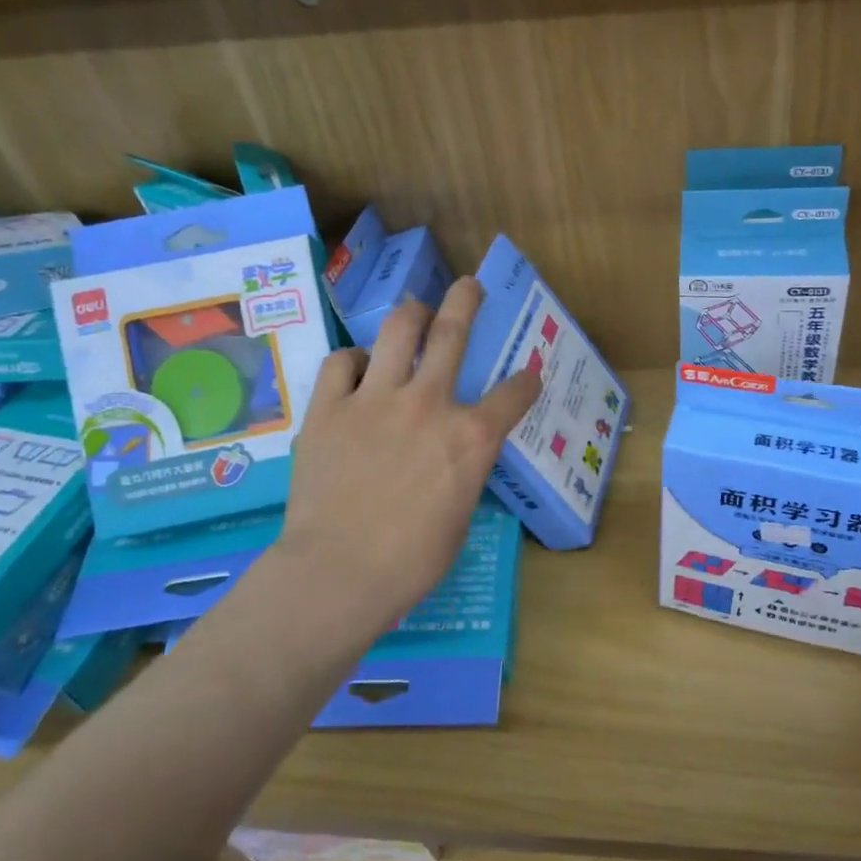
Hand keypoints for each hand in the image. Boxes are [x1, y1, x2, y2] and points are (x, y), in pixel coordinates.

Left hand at [277, 278, 540, 643]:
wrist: (338, 574)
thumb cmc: (411, 561)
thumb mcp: (461, 515)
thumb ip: (464, 469)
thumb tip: (455, 453)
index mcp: (471, 438)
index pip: (514, 394)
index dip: (527, 380)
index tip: (530, 373)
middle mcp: (429, 404)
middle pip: (453, 332)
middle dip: (467, 301)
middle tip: (470, 286)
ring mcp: (375, 399)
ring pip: (398, 330)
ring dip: (413, 313)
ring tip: (417, 310)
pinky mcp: (330, 407)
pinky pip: (342, 362)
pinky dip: (354, 359)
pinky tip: (358, 367)